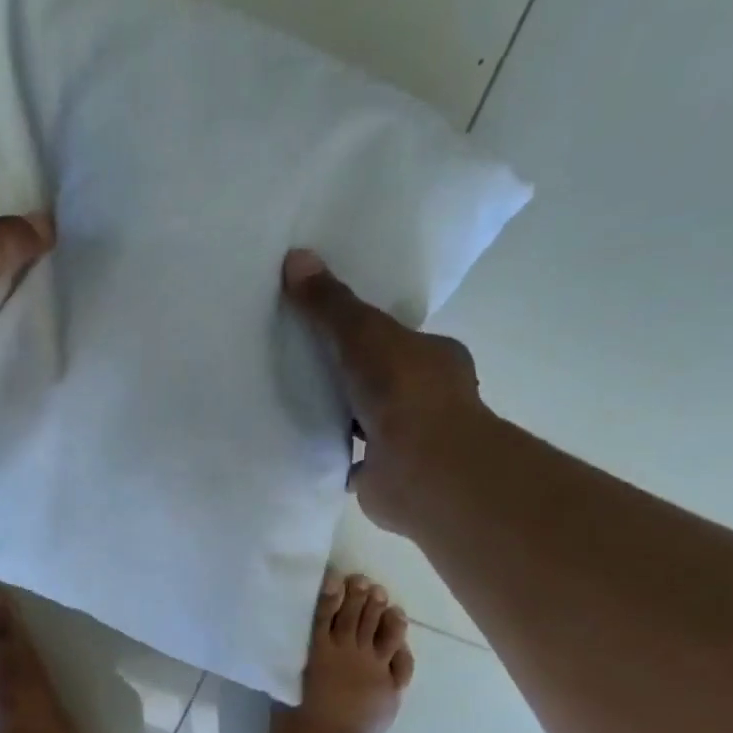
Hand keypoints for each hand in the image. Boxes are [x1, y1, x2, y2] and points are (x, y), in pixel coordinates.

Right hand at [282, 249, 485, 534]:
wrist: (420, 468)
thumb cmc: (404, 391)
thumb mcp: (362, 332)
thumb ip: (330, 303)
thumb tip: (296, 256)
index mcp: (436, 358)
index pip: (400, 339)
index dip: (369, 333)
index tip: (332, 331)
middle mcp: (430, 399)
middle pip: (383, 379)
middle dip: (352, 376)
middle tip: (304, 365)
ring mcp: (410, 441)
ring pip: (370, 421)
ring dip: (342, 417)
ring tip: (295, 404)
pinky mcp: (387, 476)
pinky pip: (354, 459)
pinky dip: (335, 453)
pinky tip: (305, 445)